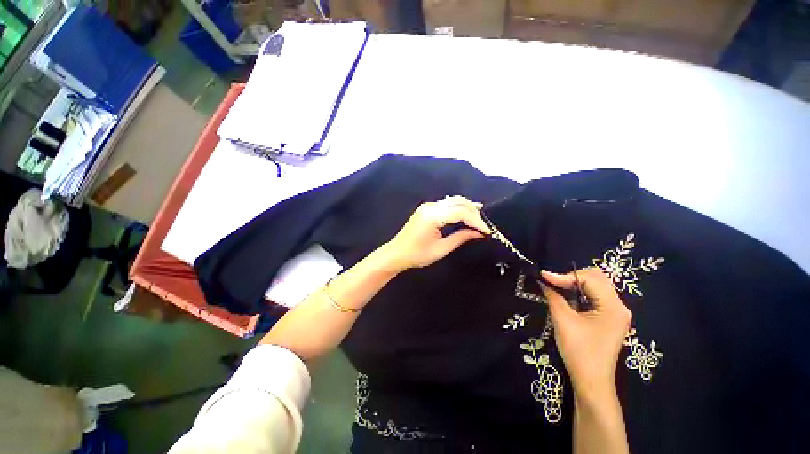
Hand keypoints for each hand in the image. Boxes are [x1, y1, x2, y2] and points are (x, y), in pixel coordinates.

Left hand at [381, 195, 490, 271]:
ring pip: (453, 200)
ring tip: (479, 219)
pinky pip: (446, 204)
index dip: (476, 221)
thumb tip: (478, 232)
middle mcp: (430, 206)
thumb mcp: (441, 249)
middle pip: (458, 202)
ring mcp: (427, 206)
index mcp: (433, 216)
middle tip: (484, 225)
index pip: (461, 213)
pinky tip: (466, 214)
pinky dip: (458, 208)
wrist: (396, 253)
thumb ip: (460, 238)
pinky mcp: (426, 208)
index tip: (488, 231)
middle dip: (474, 212)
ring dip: (467, 208)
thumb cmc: (417, 255)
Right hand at [540, 268, 631, 402]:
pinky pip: (595, 296)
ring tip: (556, 287)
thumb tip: (542, 280)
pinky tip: (567, 297)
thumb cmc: (579, 352)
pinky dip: (579, 292)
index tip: (544, 277)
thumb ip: (553, 297)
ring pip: (596, 285)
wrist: (591, 381)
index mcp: (613, 307)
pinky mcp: (609, 318)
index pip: (590, 278)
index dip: (565, 275)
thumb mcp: (563, 321)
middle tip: (552, 281)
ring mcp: (616, 312)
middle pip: (597, 278)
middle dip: (572, 276)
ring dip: (575, 283)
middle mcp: (619, 306)